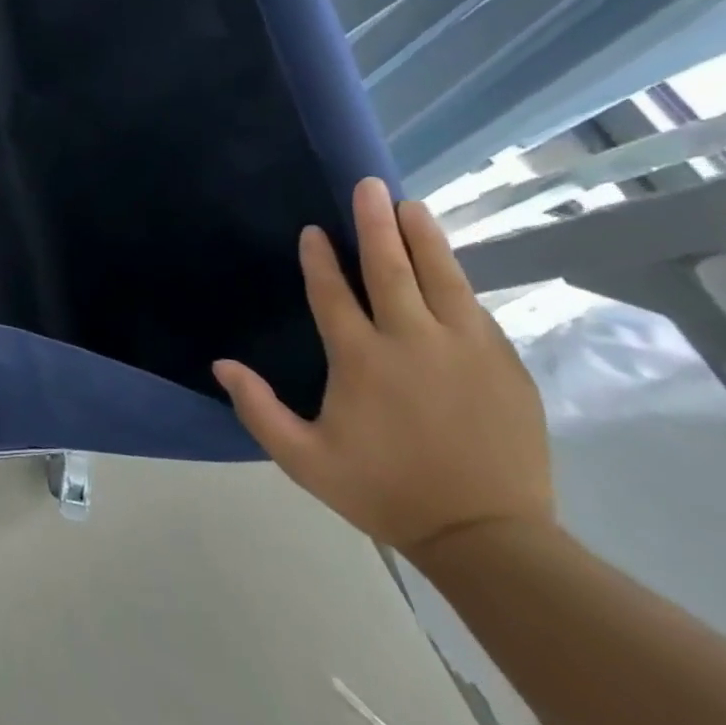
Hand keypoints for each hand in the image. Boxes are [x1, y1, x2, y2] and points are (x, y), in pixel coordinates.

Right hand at [213, 177, 554, 563]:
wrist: (490, 539)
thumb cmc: (384, 492)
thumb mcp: (304, 460)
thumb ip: (258, 409)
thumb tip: (221, 363)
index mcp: (361, 359)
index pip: (333, 292)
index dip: (319, 258)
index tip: (312, 230)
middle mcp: (412, 341)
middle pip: (391, 269)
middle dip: (376, 224)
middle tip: (369, 186)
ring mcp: (465, 350)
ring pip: (442, 278)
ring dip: (423, 238)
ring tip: (411, 205)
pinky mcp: (504, 366)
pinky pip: (474, 309)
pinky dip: (456, 280)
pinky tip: (447, 267)